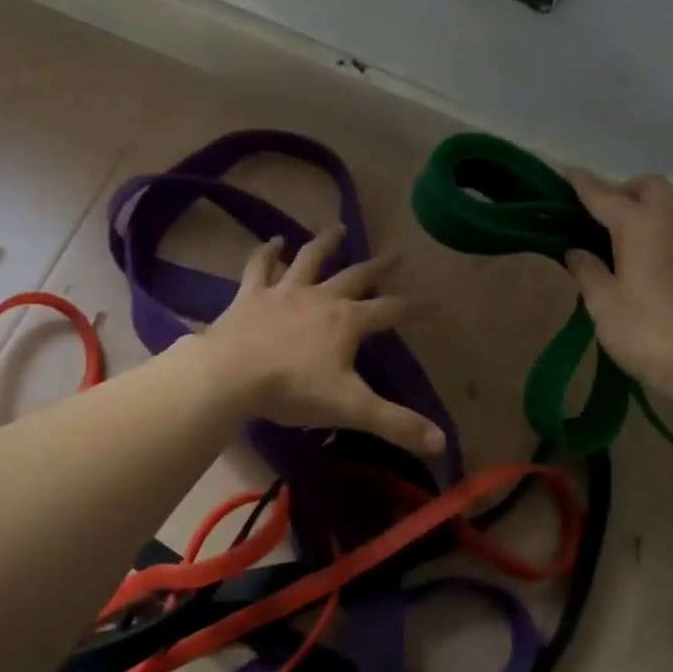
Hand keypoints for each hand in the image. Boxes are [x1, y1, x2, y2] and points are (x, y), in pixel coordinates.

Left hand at [197, 225, 446, 454]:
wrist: (231, 375)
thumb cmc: (293, 390)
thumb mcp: (350, 408)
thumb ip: (396, 423)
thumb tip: (441, 443)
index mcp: (347, 322)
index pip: (390, 310)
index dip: (415, 308)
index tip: (434, 303)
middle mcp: (320, 298)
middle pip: (356, 277)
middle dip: (378, 268)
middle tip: (396, 254)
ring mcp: (284, 292)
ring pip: (309, 260)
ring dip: (325, 244)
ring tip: (336, 228)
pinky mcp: (251, 295)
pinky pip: (261, 267)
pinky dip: (267, 253)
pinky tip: (273, 241)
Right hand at [563, 170, 672, 394]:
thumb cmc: (645, 331)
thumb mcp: (602, 303)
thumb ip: (587, 270)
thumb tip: (577, 252)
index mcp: (640, 224)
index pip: (605, 196)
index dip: (584, 186)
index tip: (568, 174)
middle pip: (649, 187)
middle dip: (624, 191)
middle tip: (601, 217)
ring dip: (650, 208)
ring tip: (628, 236)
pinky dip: (669, 228)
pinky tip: (657, 255)